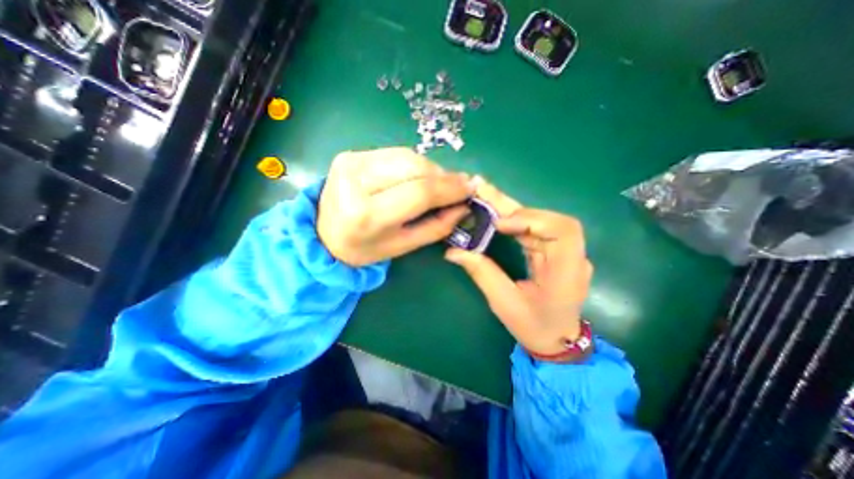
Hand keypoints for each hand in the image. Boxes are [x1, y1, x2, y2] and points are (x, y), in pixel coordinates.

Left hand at [319, 147, 470, 264]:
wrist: (324, 235)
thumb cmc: (365, 248)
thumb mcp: (403, 246)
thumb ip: (437, 227)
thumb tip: (463, 206)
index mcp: (367, 214)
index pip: (419, 191)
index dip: (450, 188)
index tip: (470, 188)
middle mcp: (356, 181)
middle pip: (415, 167)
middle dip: (443, 176)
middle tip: (458, 187)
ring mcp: (351, 162)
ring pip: (407, 156)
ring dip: (430, 169)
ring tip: (438, 185)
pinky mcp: (351, 154)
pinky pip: (395, 153)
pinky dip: (413, 164)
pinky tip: (417, 177)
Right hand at [440, 178, 595, 356]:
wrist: (557, 340)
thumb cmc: (534, 326)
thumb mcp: (504, 303)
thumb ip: (482, 273)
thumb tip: (454, 251)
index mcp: (567, 272)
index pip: (562, 230)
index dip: (531, 219)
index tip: (499, 224)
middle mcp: (572, 256)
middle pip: (547, 219)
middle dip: (512, 207)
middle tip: (483, 189)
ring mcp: (564, 252)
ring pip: (539, 220)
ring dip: (510, 210)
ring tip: (484, 197)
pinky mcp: (553, 250)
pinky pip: (533, 229)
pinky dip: (513, 220)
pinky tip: (495, 213)